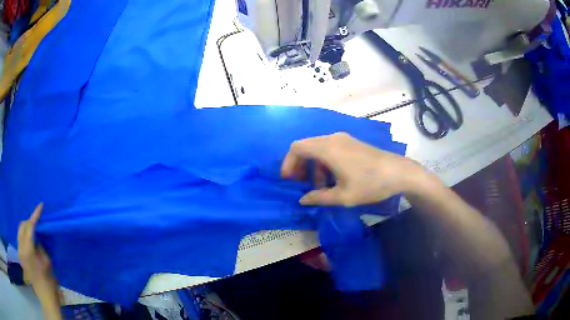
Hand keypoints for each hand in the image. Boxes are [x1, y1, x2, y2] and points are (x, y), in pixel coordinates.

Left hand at [17, 204, 59, 303]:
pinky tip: (29, 239)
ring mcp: (19, 252)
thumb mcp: (47, 263)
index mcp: (28, 252)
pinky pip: (20, 238)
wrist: (46, 299)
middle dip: (29, 222)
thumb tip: (36, 234)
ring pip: (20, 231)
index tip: (40, 206)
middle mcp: (21, 249)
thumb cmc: (49, 283)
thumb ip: (39, 245)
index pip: (29, 227)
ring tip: (33, 230)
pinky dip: (24, 235)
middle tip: (37, 221)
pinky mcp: (20, 256)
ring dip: (26, 228)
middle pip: (22, 226)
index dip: (35, 215)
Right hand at [281, 133, 426, 205]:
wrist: (398, 172)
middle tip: (301, 184)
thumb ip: (319, 197)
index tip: (289, 180)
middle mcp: (333, 139)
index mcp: (328, 149)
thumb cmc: (370, 184)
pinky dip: (324, 162)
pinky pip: (330, 148)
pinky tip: (333, 178)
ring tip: (321, 187)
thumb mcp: (343, 196)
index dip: (288, 163)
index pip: (297, 148)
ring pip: (318, 148)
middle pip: (306, 146)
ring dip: (313, 166)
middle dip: (299, 165)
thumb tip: (303, 200)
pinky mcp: (351, 142)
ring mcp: (343, 139)